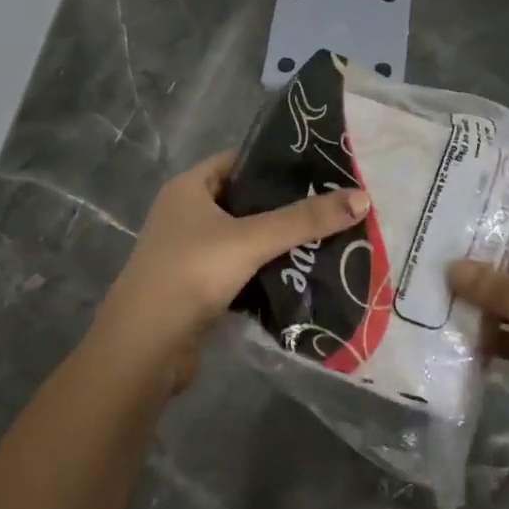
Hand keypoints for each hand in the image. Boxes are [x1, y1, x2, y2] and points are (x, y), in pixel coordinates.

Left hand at [88, 151, 369, 392]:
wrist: (145, 347)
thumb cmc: (190, 275)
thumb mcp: (250, 240)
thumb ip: (304, 220)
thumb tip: (363, 197)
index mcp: (189, 189)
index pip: (239, 161)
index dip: (276, 162)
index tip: (321, 168)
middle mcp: (186, 215)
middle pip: (245, 202)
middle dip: (285, 207)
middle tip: (333, 206)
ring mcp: (190, 254)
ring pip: (244, 240)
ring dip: (278, 243)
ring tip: (328, 239)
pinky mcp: (199, 288)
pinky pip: (240, 271)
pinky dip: (266, 273)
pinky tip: (302, 276)